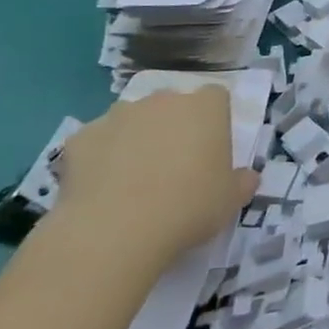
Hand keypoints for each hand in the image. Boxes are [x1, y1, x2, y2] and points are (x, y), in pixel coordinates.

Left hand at [55, 89, 255, 270]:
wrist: (114, 231)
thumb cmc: (187, 207)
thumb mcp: (230, 201)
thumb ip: (241, 182)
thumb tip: (247, 177)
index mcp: (205, 108)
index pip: (216, 97)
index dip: (214, 120)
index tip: (211, 148)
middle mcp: (163, 100)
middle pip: (172, 104)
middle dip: (173, 126)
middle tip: (174, 164)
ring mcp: (119, 115)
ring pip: (132, 119)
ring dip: (136, 138)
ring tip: (133, 179)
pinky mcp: (81, 137)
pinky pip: (97, 141)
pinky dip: (100, 157)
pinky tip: (101, 189)